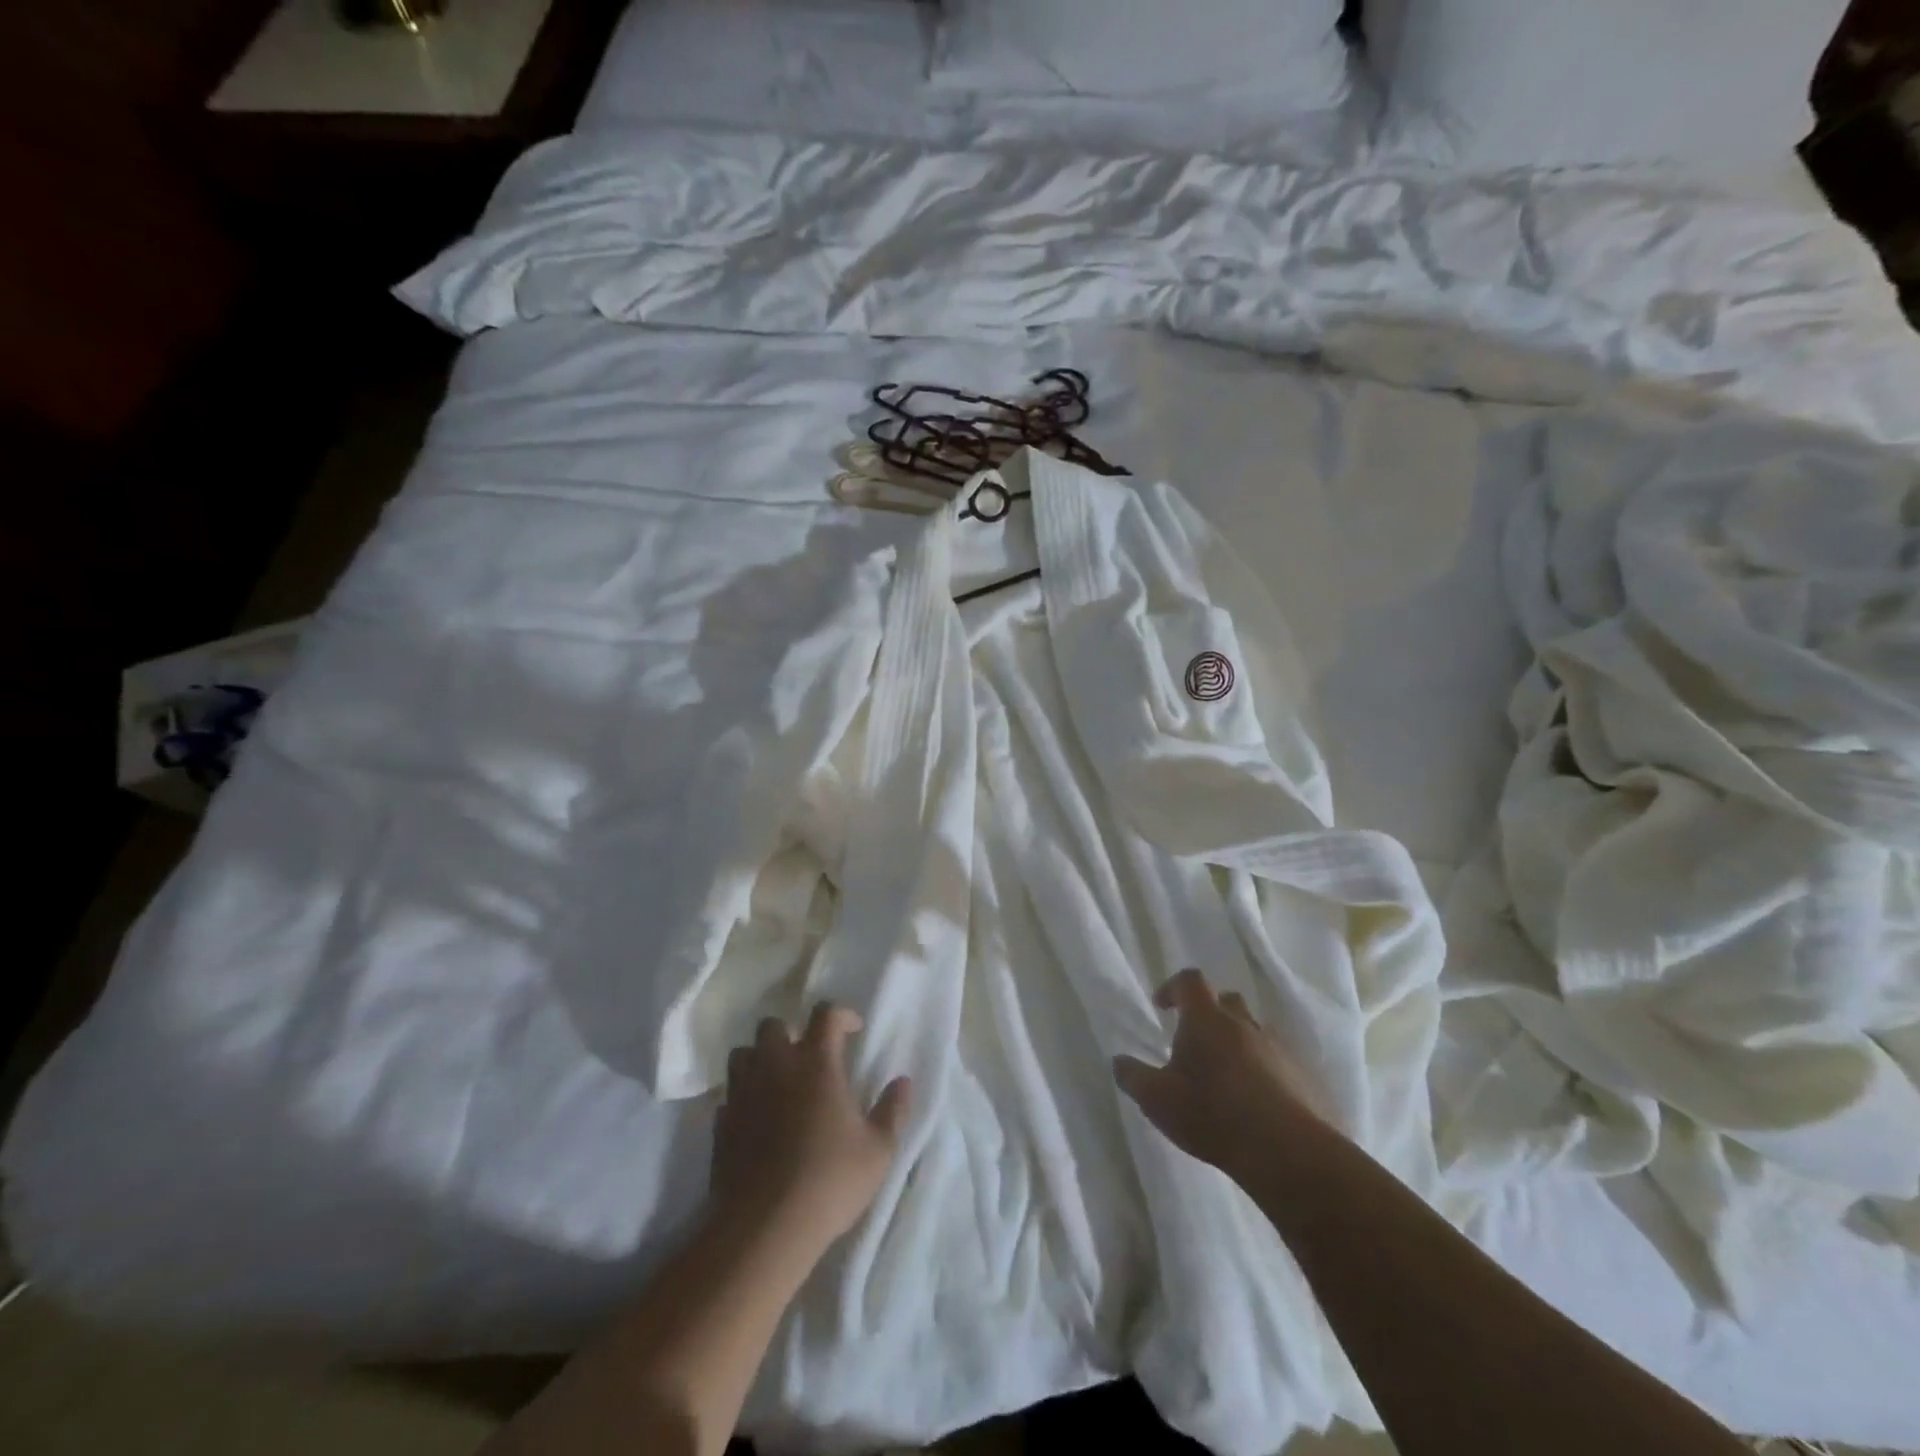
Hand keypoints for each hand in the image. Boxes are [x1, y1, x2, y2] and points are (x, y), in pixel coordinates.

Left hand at [709, 1002, 911, 1259]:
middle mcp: (776, 1067)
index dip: (841, 1014)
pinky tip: (756, 1118)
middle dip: (790, 1032)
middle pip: (773, 1025)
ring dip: (759, 1059)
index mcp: (816, 1063)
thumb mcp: (878, 1150)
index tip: (853, 1030)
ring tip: (777, 1081)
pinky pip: (728, 1096)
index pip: (825, 1014)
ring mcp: (743, 1094)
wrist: (765, 1228)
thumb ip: (893, 1111)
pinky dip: (742, 1098)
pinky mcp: (721, 1124)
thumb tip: (903, 1082)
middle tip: (807, 1056)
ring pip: (742, 1054)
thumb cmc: (830, 1181)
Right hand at [1114, 969, 1320, 1181]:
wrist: (1287, 1152)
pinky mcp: (1304, 1076)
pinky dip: (1264, 1071)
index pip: (1190, 981)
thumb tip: (1118, 1061)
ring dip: (1238, 1043)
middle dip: (1209, 1014)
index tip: (1162, 1006)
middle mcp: (1244, 1023)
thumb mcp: (1157, 1100)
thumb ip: (1133, 1077)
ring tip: (1226, 1077)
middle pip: (1226, 1001)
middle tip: (1196, 1043)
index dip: (1173, 987)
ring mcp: (1278, 1048)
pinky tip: (1256, 1103)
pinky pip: (1279, 1062)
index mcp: (1206, 1019)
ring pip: (1254, 1031)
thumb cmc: (1212, 1114)